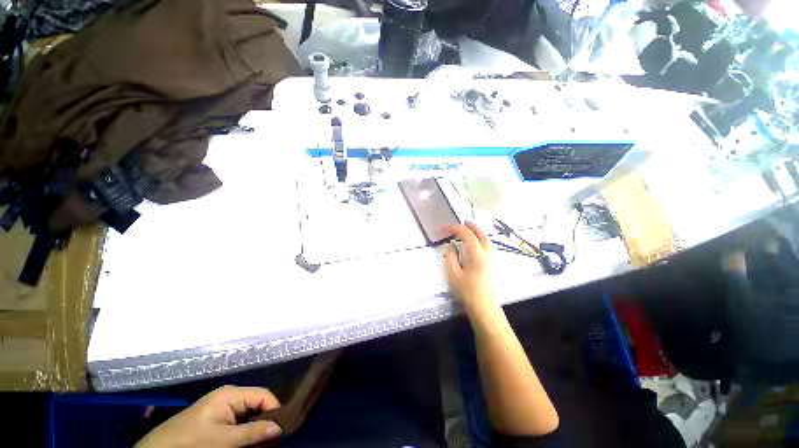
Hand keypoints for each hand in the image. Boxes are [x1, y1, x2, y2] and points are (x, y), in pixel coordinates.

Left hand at [136, 386, 281, 447]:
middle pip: (258, 405)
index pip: (264, 395)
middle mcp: (230, 396)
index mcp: (231, 394)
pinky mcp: (217, 419)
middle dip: (266, 424)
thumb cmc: (192, 442)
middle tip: (271, 445)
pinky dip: (246, 435)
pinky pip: (239, 423)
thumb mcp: (224, 440)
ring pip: (250, 416)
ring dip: (256, 432)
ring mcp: (223, 408)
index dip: (274, 411)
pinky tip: (247, 446)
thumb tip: (280, 427)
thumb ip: (253, 432)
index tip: (280, 432)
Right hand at [443, 222, 495, 312]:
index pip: (467, 234)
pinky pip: (487, 245)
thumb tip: (451, 245)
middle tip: (462, 222)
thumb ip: (450, 256)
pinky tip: (475, 243)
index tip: (443, 228)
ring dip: (477, 231)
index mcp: (477, 254)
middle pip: (481, 234)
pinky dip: (480, 238)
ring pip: (486, 239)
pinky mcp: (491, 264)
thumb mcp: (453, 274)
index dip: (454, 228)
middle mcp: (486, 253)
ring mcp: (491, 258)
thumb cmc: (467, 291)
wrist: (483, 307)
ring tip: (468, 229)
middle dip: (471, 226)